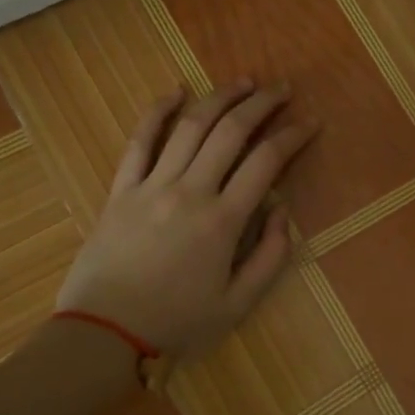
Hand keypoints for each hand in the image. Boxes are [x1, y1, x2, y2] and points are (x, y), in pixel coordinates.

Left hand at [55, 80, 315, 358]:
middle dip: (262, 104)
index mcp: (223, 221)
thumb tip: (282, 210)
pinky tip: (176, 91)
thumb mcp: (238, 304)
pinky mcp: (121, 188)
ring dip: (220, 98)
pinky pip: (140, 141)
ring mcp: (151, 185)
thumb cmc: (175, 321)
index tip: (311, 122)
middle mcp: (190, 191)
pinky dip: (158, 112)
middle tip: (283, 88)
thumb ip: (270, 257)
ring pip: (190, 127)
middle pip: (231, 132)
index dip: (293, 136)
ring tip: (243, 82)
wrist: (102, 332)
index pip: (266, 162)